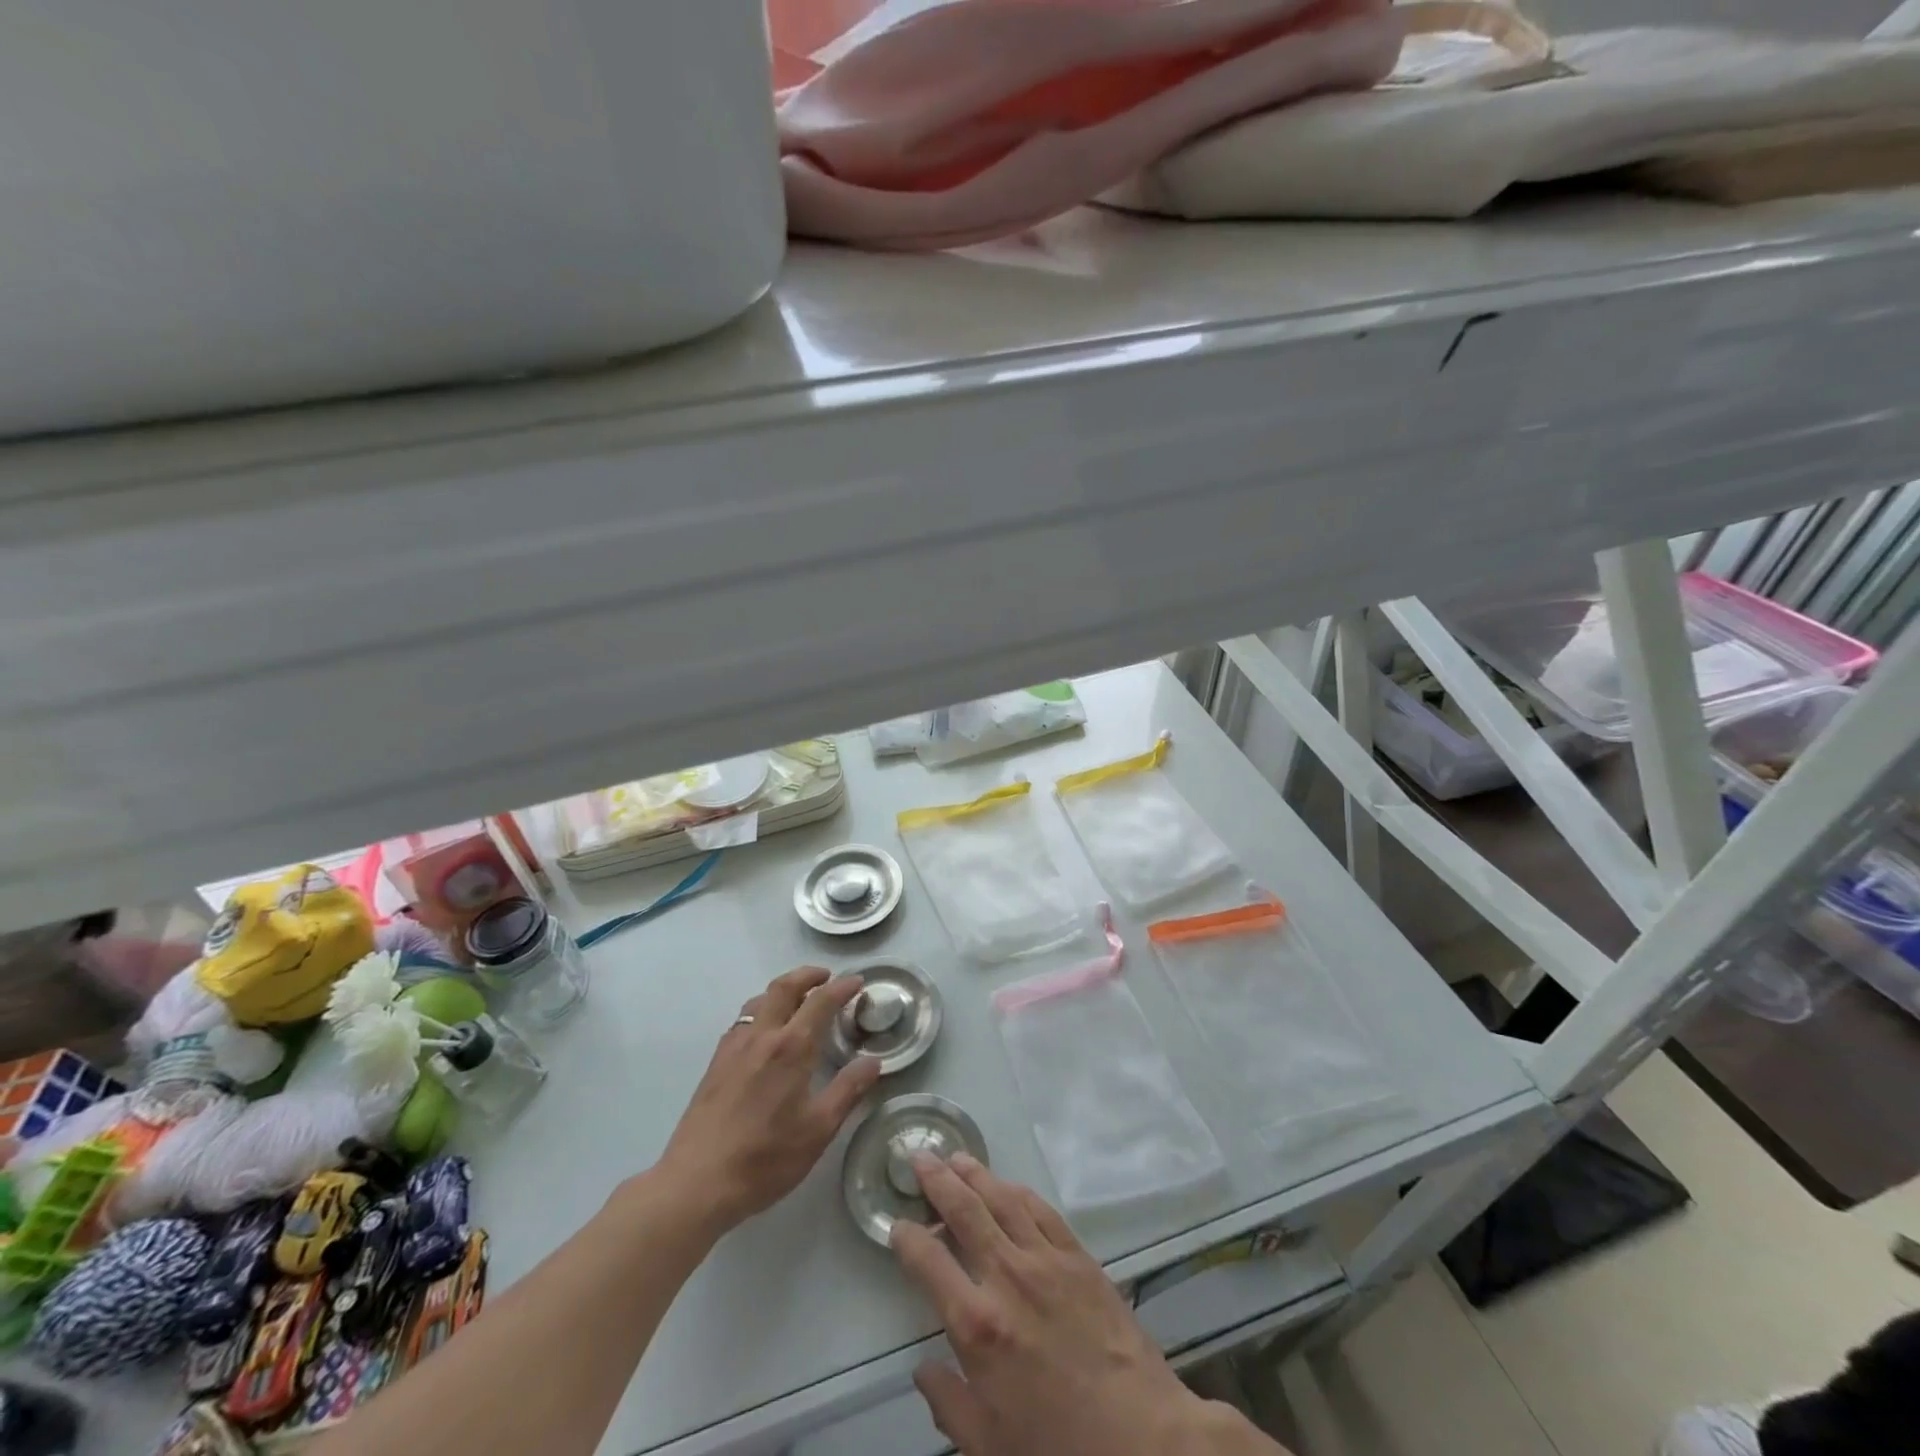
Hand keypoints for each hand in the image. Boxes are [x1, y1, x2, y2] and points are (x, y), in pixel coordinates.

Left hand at [658, 967, 881, 1231]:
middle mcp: (761, 1036)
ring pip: (759, 1001)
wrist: (696, 1183)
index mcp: (791, 1048)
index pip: (821, 1002)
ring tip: (798, 1001)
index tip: (857, 982)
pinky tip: (765, 1034)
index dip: (842, 987)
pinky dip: (761, 1011)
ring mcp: (733, 1048)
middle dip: (807, 975)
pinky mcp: (715, 1064)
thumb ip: (848, 1091)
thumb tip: (873, 1062)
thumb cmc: (765, 1158)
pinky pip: (742, 1021)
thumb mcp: (818, 1130)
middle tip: (827, 977)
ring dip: (782, 990)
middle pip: (784, 987)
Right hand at [892, 1156, 1253, 1455]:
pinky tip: (1008, 1186)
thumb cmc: (1058, 1448)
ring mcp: (1046, 1260)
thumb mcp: (988, 1446)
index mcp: (977, 1324)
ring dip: (976, 1174)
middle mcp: (1007, 1277)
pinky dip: (1019, 1192)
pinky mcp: (1079, 1256)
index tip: (897, 1225)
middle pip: (964, 1210)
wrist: (1142, 1439)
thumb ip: (948, 1403)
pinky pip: (1042, 1211)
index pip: (928, 1262)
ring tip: (958, 1158)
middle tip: (921, 1156)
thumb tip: (923, 1368)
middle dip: (937, 1179)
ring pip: (1002, 1199)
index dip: (907, 1238)